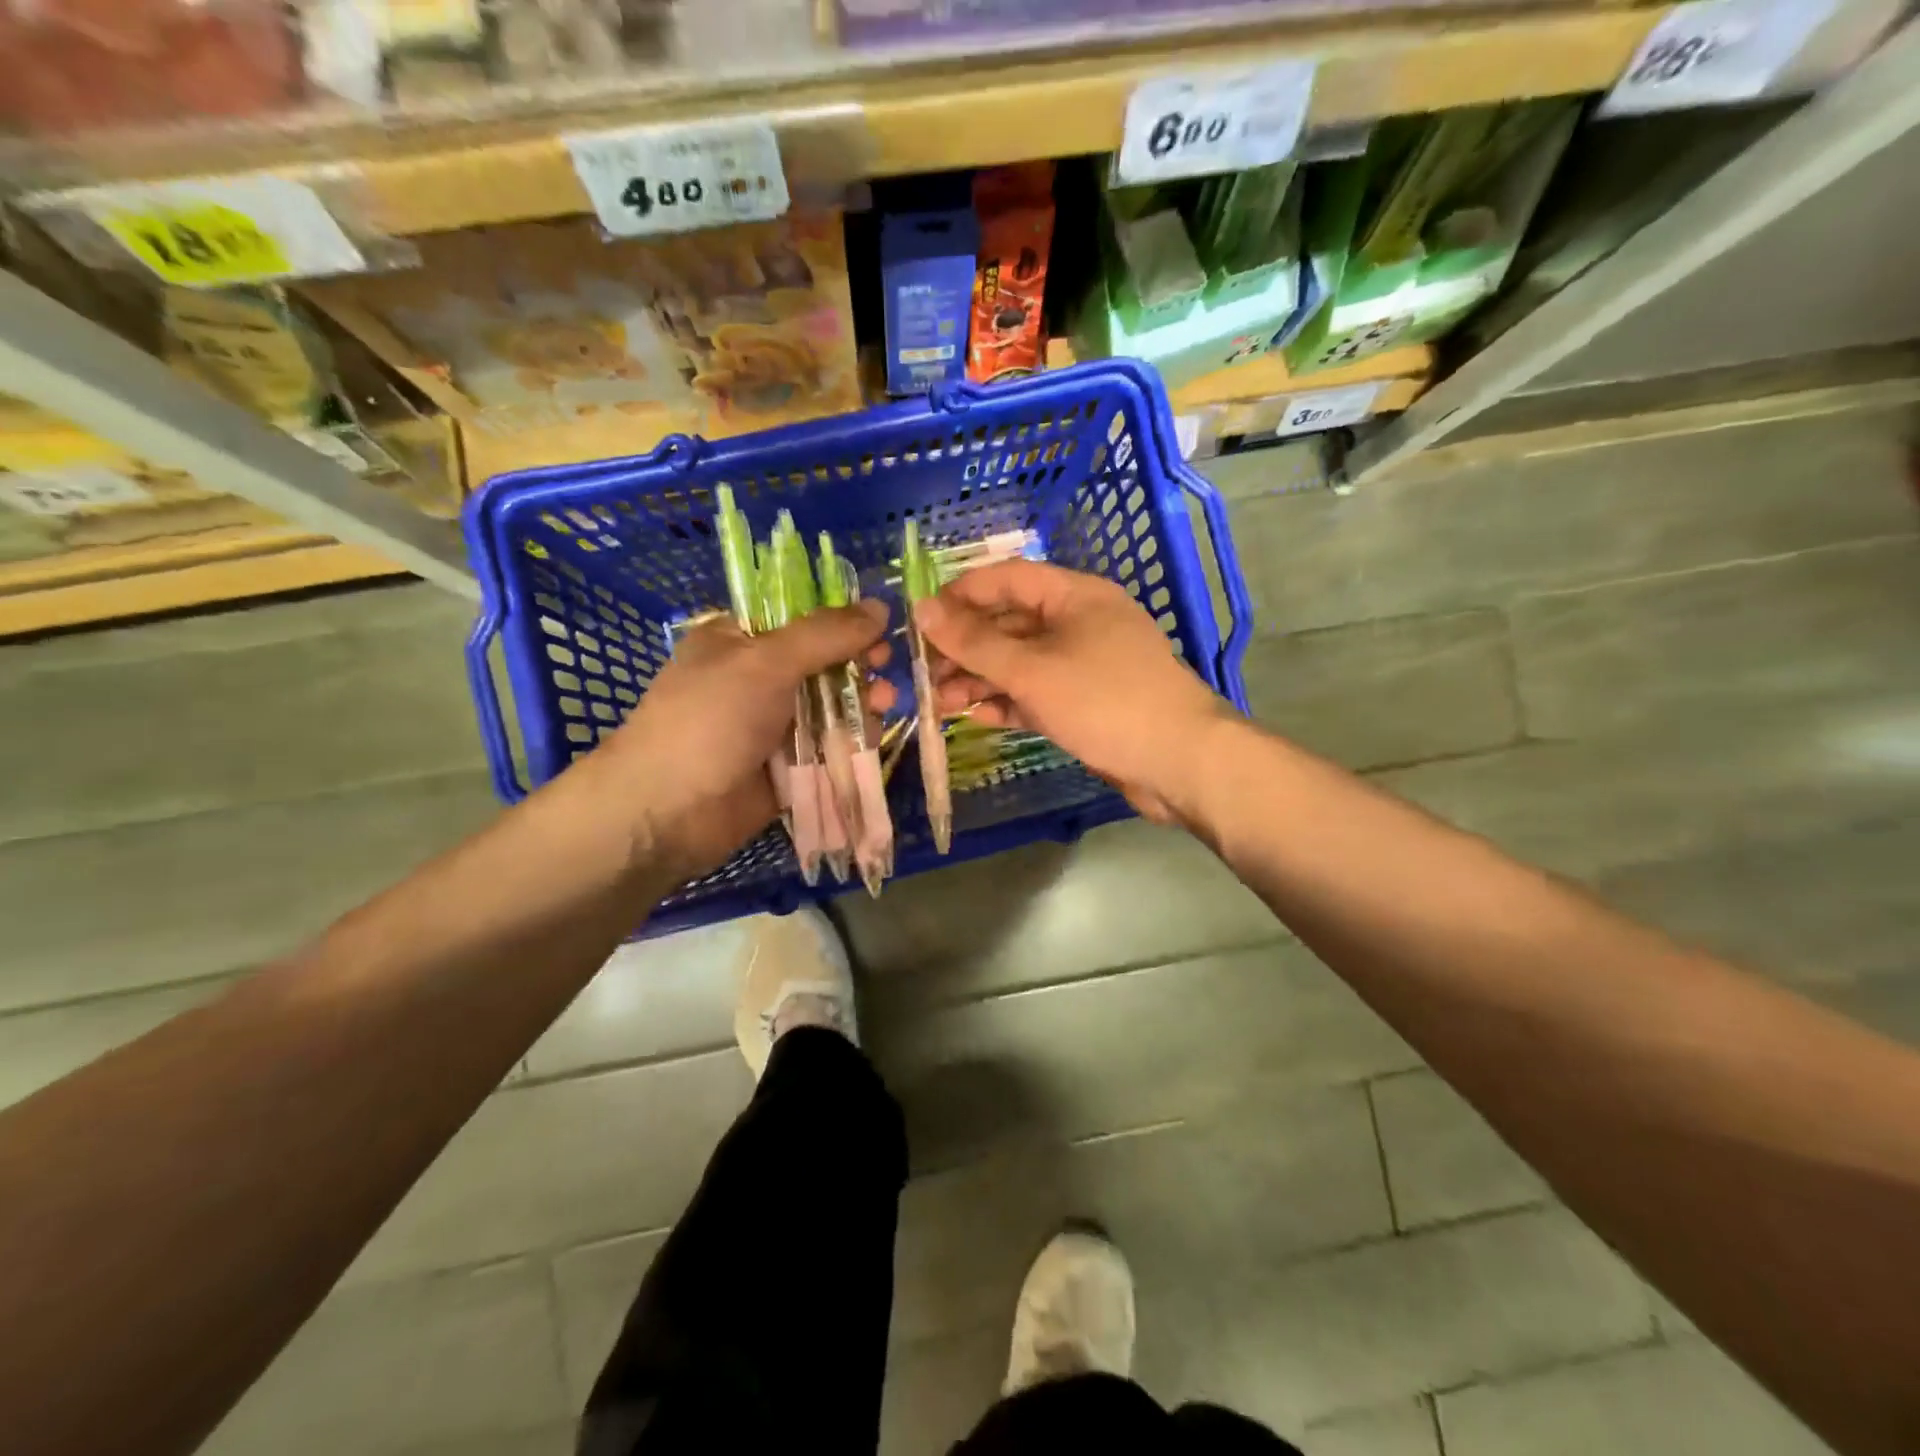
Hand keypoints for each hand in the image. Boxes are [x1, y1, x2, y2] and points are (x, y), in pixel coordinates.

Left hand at [588, 601, 891, 882]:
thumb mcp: (766, 662)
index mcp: (738, 641)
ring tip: (884, 704)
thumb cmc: (710, 720)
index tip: (878, 626)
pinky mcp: (786, 768)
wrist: (666, 812)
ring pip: (829, 707)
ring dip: (860, 702)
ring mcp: (771, 726)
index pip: (798, 618)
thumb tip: (880, 606)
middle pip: (820, 663)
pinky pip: (827, 748)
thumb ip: (826, 635)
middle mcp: (756, 680)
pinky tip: (873, 736)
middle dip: (856, 664)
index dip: (840, 620)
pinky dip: (851, 741)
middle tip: (885, 668)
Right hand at [914, 560, 1237, 823]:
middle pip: (1011, 623)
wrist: (1179, 762)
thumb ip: (975, 642)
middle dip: (966, 647)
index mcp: (1075, 596)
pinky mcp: (1087, 703)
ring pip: (1021, 663)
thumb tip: (922, 609)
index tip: (920, 619)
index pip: (1007, 579)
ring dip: (981, 679)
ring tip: (939, 703)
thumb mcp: (1032, 670)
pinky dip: (1009, 702)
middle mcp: (1080, 623)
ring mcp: (1085, 665)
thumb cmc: (1105, 700)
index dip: (961, 594)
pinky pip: (1038, 693)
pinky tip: (978, 718)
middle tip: (924, 673)